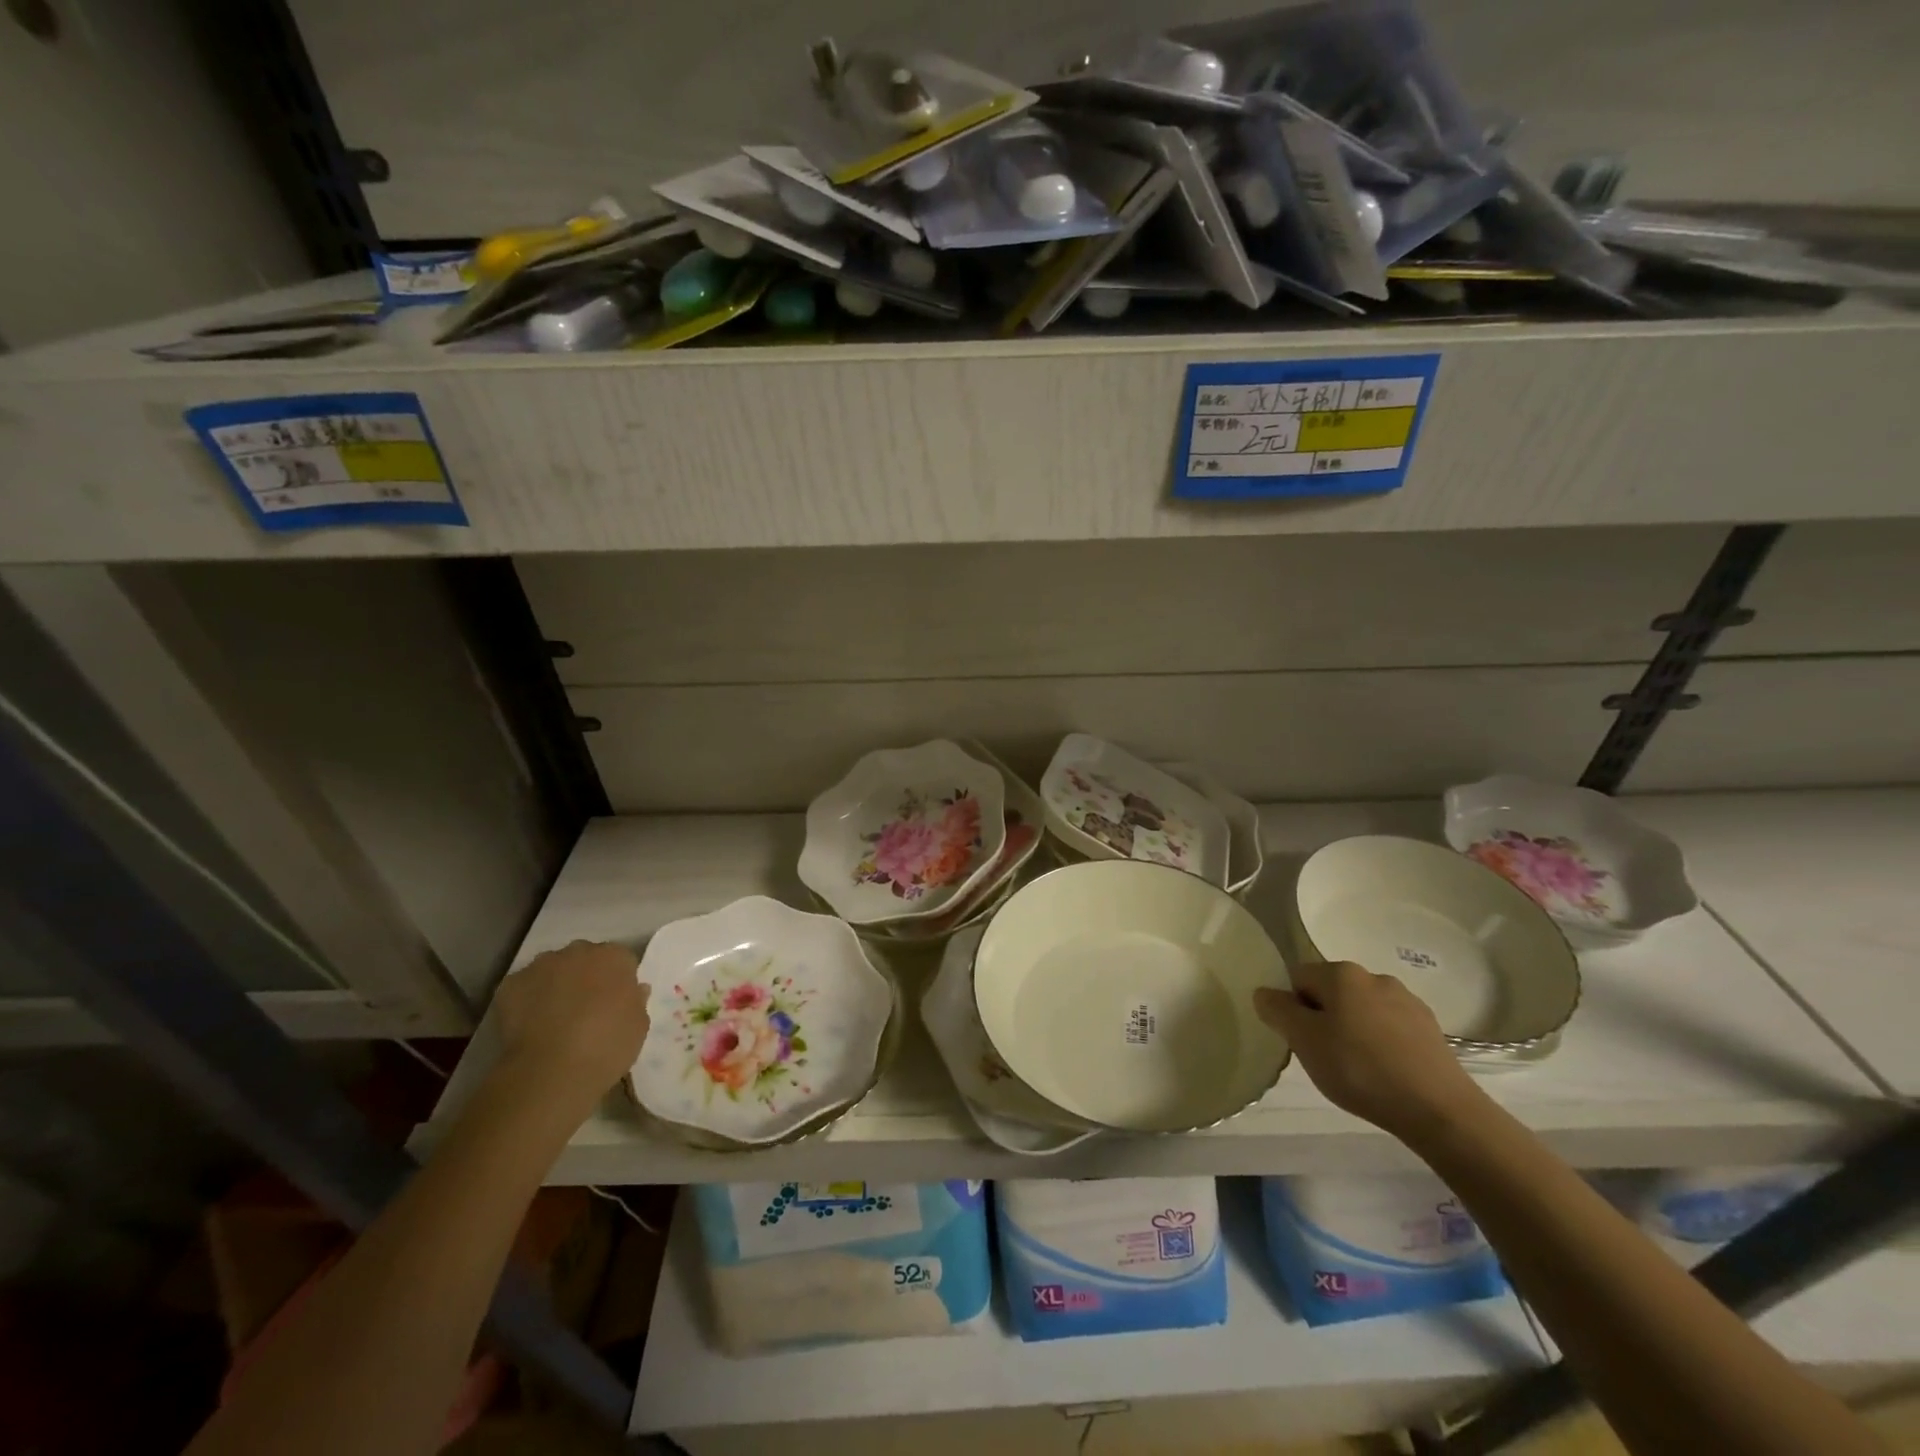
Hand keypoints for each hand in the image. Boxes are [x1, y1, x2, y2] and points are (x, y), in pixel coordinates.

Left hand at [494, 941, 649, 1108]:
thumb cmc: (607, 1045)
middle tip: (585, 1010)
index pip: (620, 961)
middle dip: (585, 977)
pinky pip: (522, 988)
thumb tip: (634, 990)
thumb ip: (636, 1000)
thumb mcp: (639, 1025)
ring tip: (553, 1020)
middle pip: (584, 959)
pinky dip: (526, 1001)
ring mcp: (541, 965)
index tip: (615, 1003)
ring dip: (555, 985)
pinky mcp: (510, 984)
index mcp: (614, 957)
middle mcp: (578, 951)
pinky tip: (529, 1026)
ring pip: (551, 970)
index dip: (618, 982)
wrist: (551, 1071)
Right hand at [1254, 960, 1485, 1144]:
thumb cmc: (1360, 1069)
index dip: (1292, 1008)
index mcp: (1340, 973)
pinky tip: (1385, 1072)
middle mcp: (1373, 976)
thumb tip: (1265, 992)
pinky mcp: (1430, 1027)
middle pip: (1330, 992)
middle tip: (1325, 1056)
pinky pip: (1389, 1027)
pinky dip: (1380, 1043)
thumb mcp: (1304, 1041)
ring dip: (1352, 1030)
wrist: (1440, 1110)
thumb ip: (1278, 1011)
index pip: (1298, 978)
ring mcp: (1406, 1000)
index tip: (1301, 1041)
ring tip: (1357, 1069)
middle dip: (1323, 1018)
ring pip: (1361, 1009)